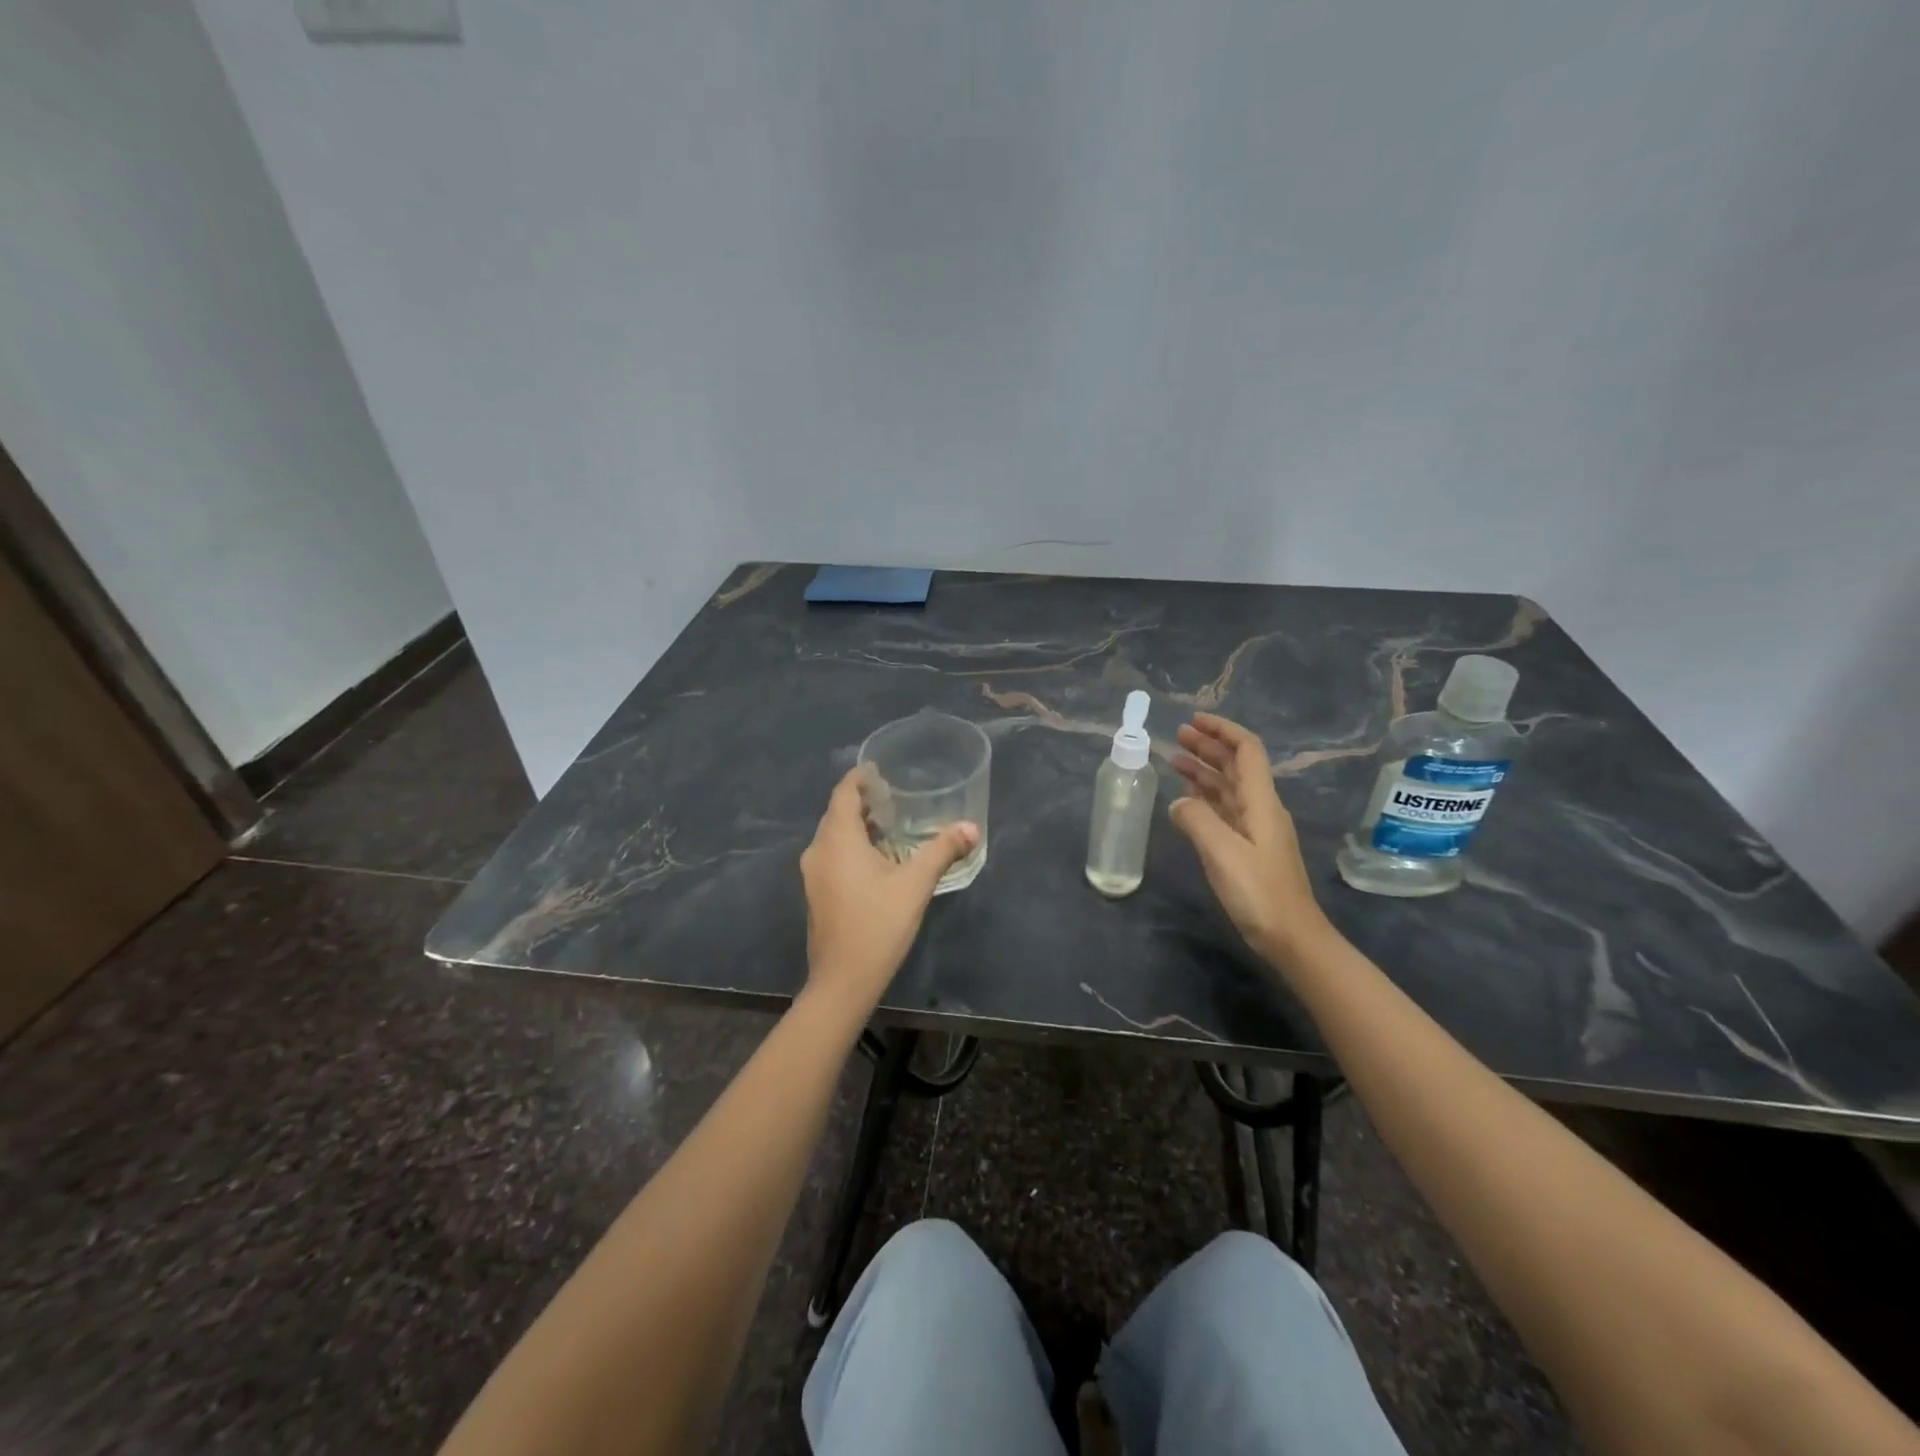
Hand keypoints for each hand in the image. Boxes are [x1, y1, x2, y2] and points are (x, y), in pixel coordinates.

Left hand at [798, 767, 977, 1015]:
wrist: (843, 981)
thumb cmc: (878, 924)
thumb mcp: (916, 884)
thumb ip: (942, 851)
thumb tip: (971, 827)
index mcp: (837, 840)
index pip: (843, 793)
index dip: (860, 778)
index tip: (880, 769)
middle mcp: (819, 851)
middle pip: (837, 813)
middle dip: (863, 801)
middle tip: (894, 795)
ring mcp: (814, 875)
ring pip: (834, 837)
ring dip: (858, 826)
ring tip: (891, 823)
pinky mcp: (817, 894)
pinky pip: (833, 856)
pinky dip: (852, 846)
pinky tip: (879, 859)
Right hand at [1169, 713, 1328, 965]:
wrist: (1291, 937)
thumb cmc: (1259, 892)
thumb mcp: (1222, 852)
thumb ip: (1196, 820)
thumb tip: (1178, 802)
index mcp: (1261, 802)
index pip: (1246, 751)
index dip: (1222, 730)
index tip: (1194, 720)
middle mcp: (1261, 808)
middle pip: (1236, 766)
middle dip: (1209, 747)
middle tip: (1177, 737)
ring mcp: (1256, 829)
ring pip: (1228, 788)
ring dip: (1204, 771)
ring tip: (1175, 760)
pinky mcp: (1249, 848)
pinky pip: (1225, 810)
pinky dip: (1205, 797)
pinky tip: (1187, 799)